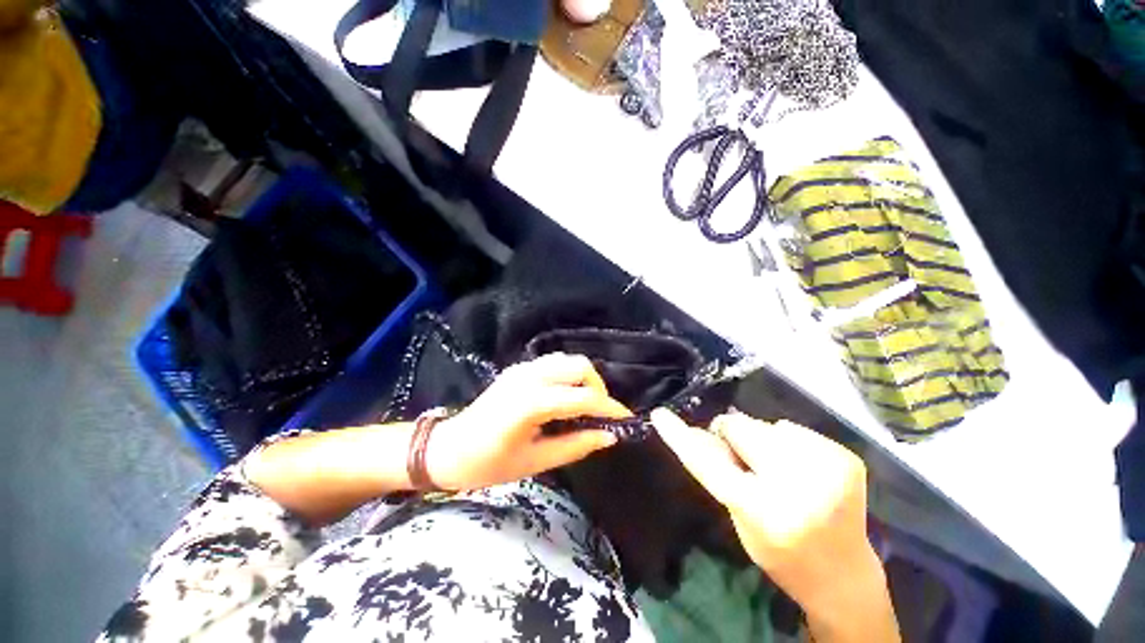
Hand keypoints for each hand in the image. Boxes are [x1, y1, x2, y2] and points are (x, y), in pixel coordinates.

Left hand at [427, 353, 630, 490]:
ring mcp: (522, 369)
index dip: (609, 408)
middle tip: (599, 414)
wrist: (448, 449)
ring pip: (568, 361)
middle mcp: (529, 377)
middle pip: (580, 366)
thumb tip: (609, 436)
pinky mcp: (518, 369)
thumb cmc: (489, 464)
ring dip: (584, 379)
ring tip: (584, 406)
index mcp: (531, 403)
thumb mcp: (536, 461)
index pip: (583, 397)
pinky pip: (554, 364)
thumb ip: (576, 445)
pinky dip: (568, 376)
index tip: (627, 420)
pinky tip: (564, 398)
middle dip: (598, 388)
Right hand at [652, 410, 884, 617]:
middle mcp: (798, 486)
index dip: (681, 437)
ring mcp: (828, 469)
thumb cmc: (781, 553)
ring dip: (763, 441)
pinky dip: (790, 444)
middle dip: (734, 436)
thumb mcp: (739, 518)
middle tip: (745, 460)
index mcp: (764, 510)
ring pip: (768, 425)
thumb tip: (696, 432)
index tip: (660, 415)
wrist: (844, 577)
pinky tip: (803, 470)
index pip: (709, 464)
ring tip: (779, 470)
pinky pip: (795, 430)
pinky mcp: (847, 458)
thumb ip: (718, 472)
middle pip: (742, 427)